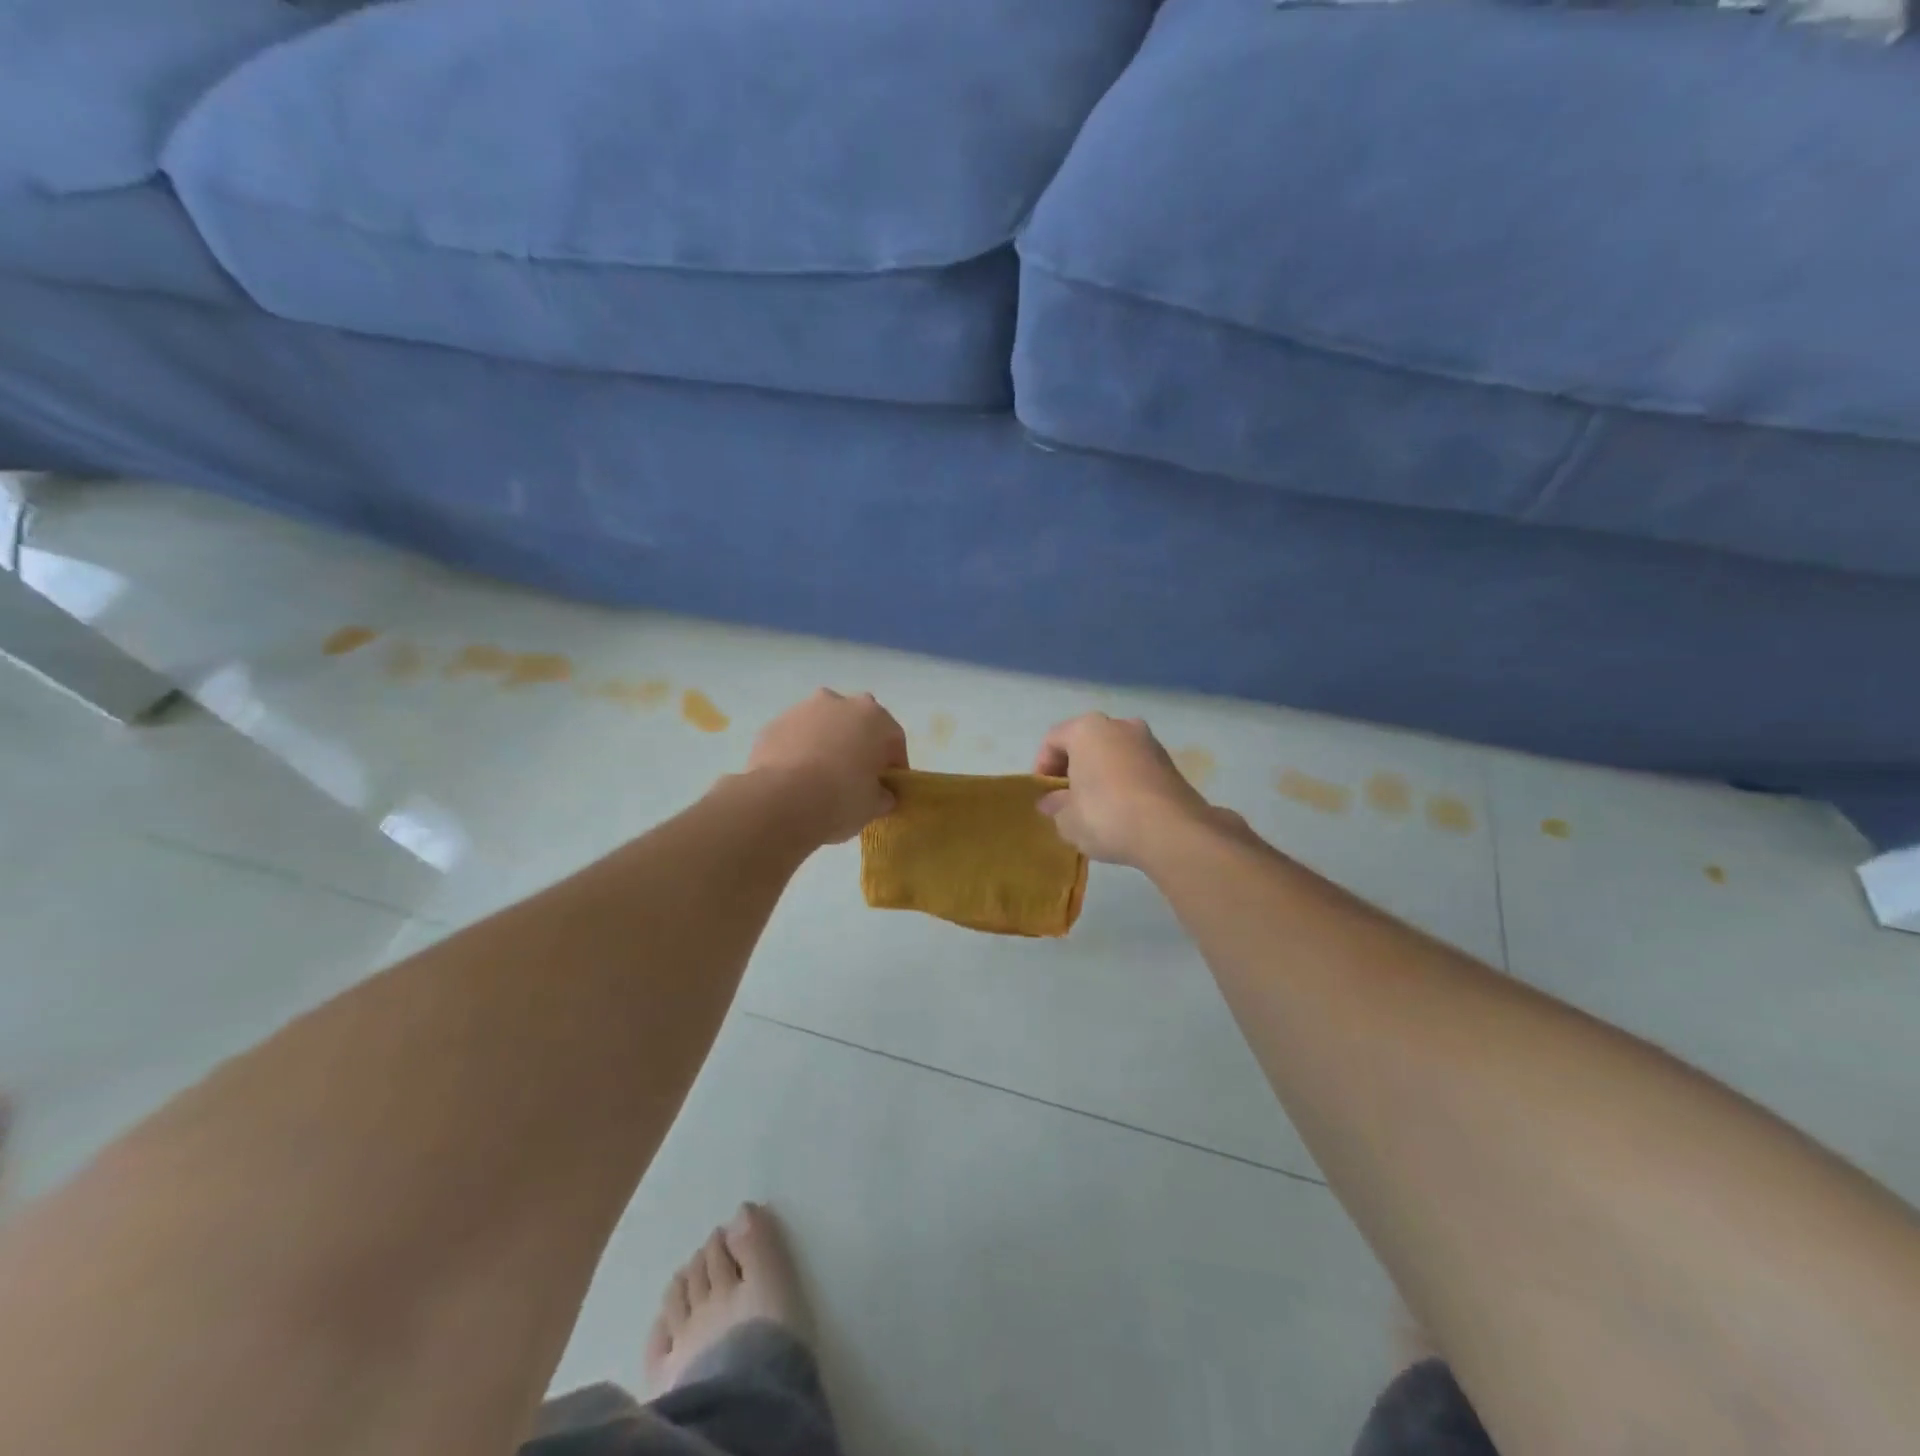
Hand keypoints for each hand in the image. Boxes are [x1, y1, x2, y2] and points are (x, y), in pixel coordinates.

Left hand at [748, 689, 907, 843]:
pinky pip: (796, 737)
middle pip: (857, 723)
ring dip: (827, 744)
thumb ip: (883, 795)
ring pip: (823, 726)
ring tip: (821, 779)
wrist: (779, 800)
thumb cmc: (840, 798)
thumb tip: (882, 795)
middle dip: (859, 745)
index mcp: (873, 717)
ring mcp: (802, 710)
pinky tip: (796, 780)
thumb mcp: (873, 805)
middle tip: (856, 777)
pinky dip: (799, 752)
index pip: (894, 738)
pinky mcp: (773, 725)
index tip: (889, 787)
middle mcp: (839, 703)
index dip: (894, 765)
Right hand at [1032, 714, 1213, 866]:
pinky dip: (1123, 783)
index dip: (1042, 768)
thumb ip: (1054, 806)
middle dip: (1073, 770)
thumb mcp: (1067, 819)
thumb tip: (1051, 802)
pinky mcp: (1170, 764)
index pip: (1052, 740)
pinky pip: (1134, 768)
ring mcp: (1149, 742)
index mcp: (1087, 729)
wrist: (1173, 832)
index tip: (1044, 797)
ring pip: (1112, 754)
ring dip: (1100, 775)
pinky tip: (1122, 811)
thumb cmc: (1106, 816)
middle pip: (1085, 743)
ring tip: (1095, 809)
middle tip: (1066, 801)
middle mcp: (1120, 725)